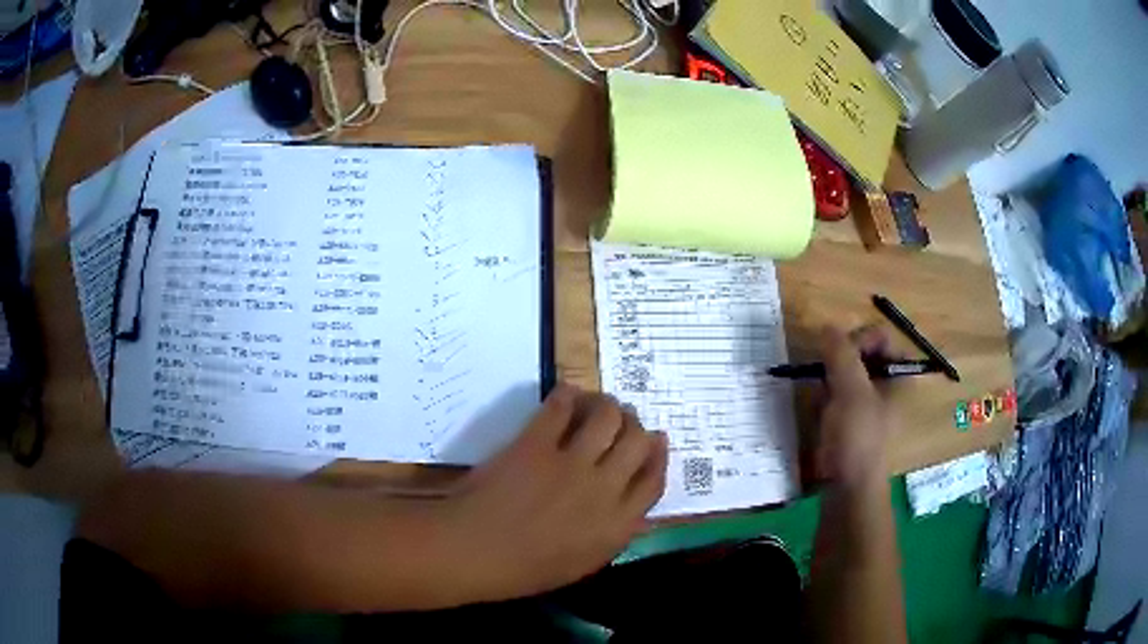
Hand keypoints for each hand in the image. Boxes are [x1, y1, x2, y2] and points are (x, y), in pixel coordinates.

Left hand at [442, 384, 667, 602]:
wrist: (472, 552)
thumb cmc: (523, 570)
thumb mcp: (581, 564)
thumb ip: (611, 533)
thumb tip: (629, 507)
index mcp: (617, 526)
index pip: (654, 480)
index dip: (658, 454)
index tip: (655, 439)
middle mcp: (604, 490)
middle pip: (638, 442)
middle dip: (634, 425)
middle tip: (621, 419)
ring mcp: (571, 464)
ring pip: (607, 417)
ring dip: (606, 405)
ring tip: (595, 403)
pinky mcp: (536, 444)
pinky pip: (562, 407)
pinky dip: (567, 396)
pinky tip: (564, 397)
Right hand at [816, 326, 900, 488]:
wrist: (847, 488)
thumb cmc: (858, 437)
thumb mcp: (851, 391)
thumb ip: (840, 354)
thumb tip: (826, 326)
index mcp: (899, 374)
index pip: (880, 336)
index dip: (857, 339)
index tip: (836, 355)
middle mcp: (888, 384)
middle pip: (863, 352)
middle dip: (839, 361)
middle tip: (825, 375)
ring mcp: (870, 402)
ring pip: (847, 372)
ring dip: (830, 379)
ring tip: (822, 397)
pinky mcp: (852, 419)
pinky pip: (838, 393)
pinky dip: (826, 396)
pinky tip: (818, 410)